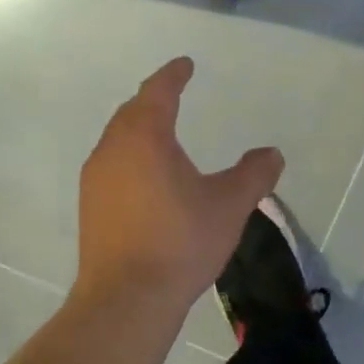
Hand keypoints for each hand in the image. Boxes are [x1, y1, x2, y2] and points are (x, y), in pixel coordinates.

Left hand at [77, 57, 283, 307]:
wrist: (127, 298)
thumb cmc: (181, 242)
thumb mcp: (229, 205)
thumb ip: (253, 174)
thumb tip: (272, 153)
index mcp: (145, 138)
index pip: (157, 92)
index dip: (173, 76)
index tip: (185, 65)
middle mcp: (112, 150)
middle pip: (131, 112)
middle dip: (152, 99)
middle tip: (171, 94)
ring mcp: (95, 181)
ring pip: (117, 140)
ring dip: (138, 129)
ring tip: (159, 133)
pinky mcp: (90, 209)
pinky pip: (112, 167)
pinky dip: (130, 158)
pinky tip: (145, 178)